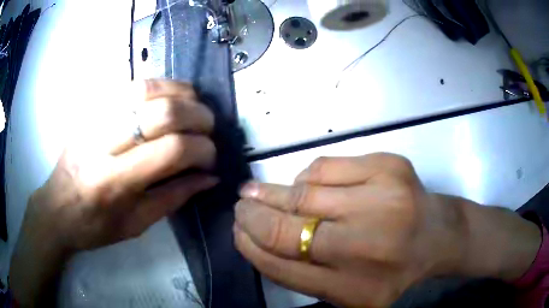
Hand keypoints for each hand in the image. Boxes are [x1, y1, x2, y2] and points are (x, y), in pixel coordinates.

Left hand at [10, 80, 217, 305]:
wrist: (57, 208)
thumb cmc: (95, 225)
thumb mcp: (137, 224)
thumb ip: (175, 197)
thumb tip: (210, 176)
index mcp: (113, 183)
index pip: (170, 151)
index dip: (201, 149)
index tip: (211, 157)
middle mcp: (102, 144)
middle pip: (161, 112)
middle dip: (197, 116)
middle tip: (208, 128)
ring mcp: (93, 119)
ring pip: (146, 89)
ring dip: (180, 93)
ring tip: (194, 105)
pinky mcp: (90, 108)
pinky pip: (129, 84)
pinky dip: (158, 85)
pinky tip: (169, 95)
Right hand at [234, 154, 540, 306]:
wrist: (438, 236)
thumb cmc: (392, 270)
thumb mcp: (347, 293)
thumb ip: (302, 275)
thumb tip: (257, 238)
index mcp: (355, 288)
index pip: (282, 265)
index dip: (251, 246)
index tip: (237, 231)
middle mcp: (368, 246)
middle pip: (288, 228)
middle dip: (253, 215)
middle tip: (239, 206)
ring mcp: (383, 200)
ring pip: (303, 192)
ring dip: (272, 193)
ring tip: (257, 192)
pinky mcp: (389, 166)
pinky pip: (325, 167)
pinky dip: (306, 177)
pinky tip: (305, 185)